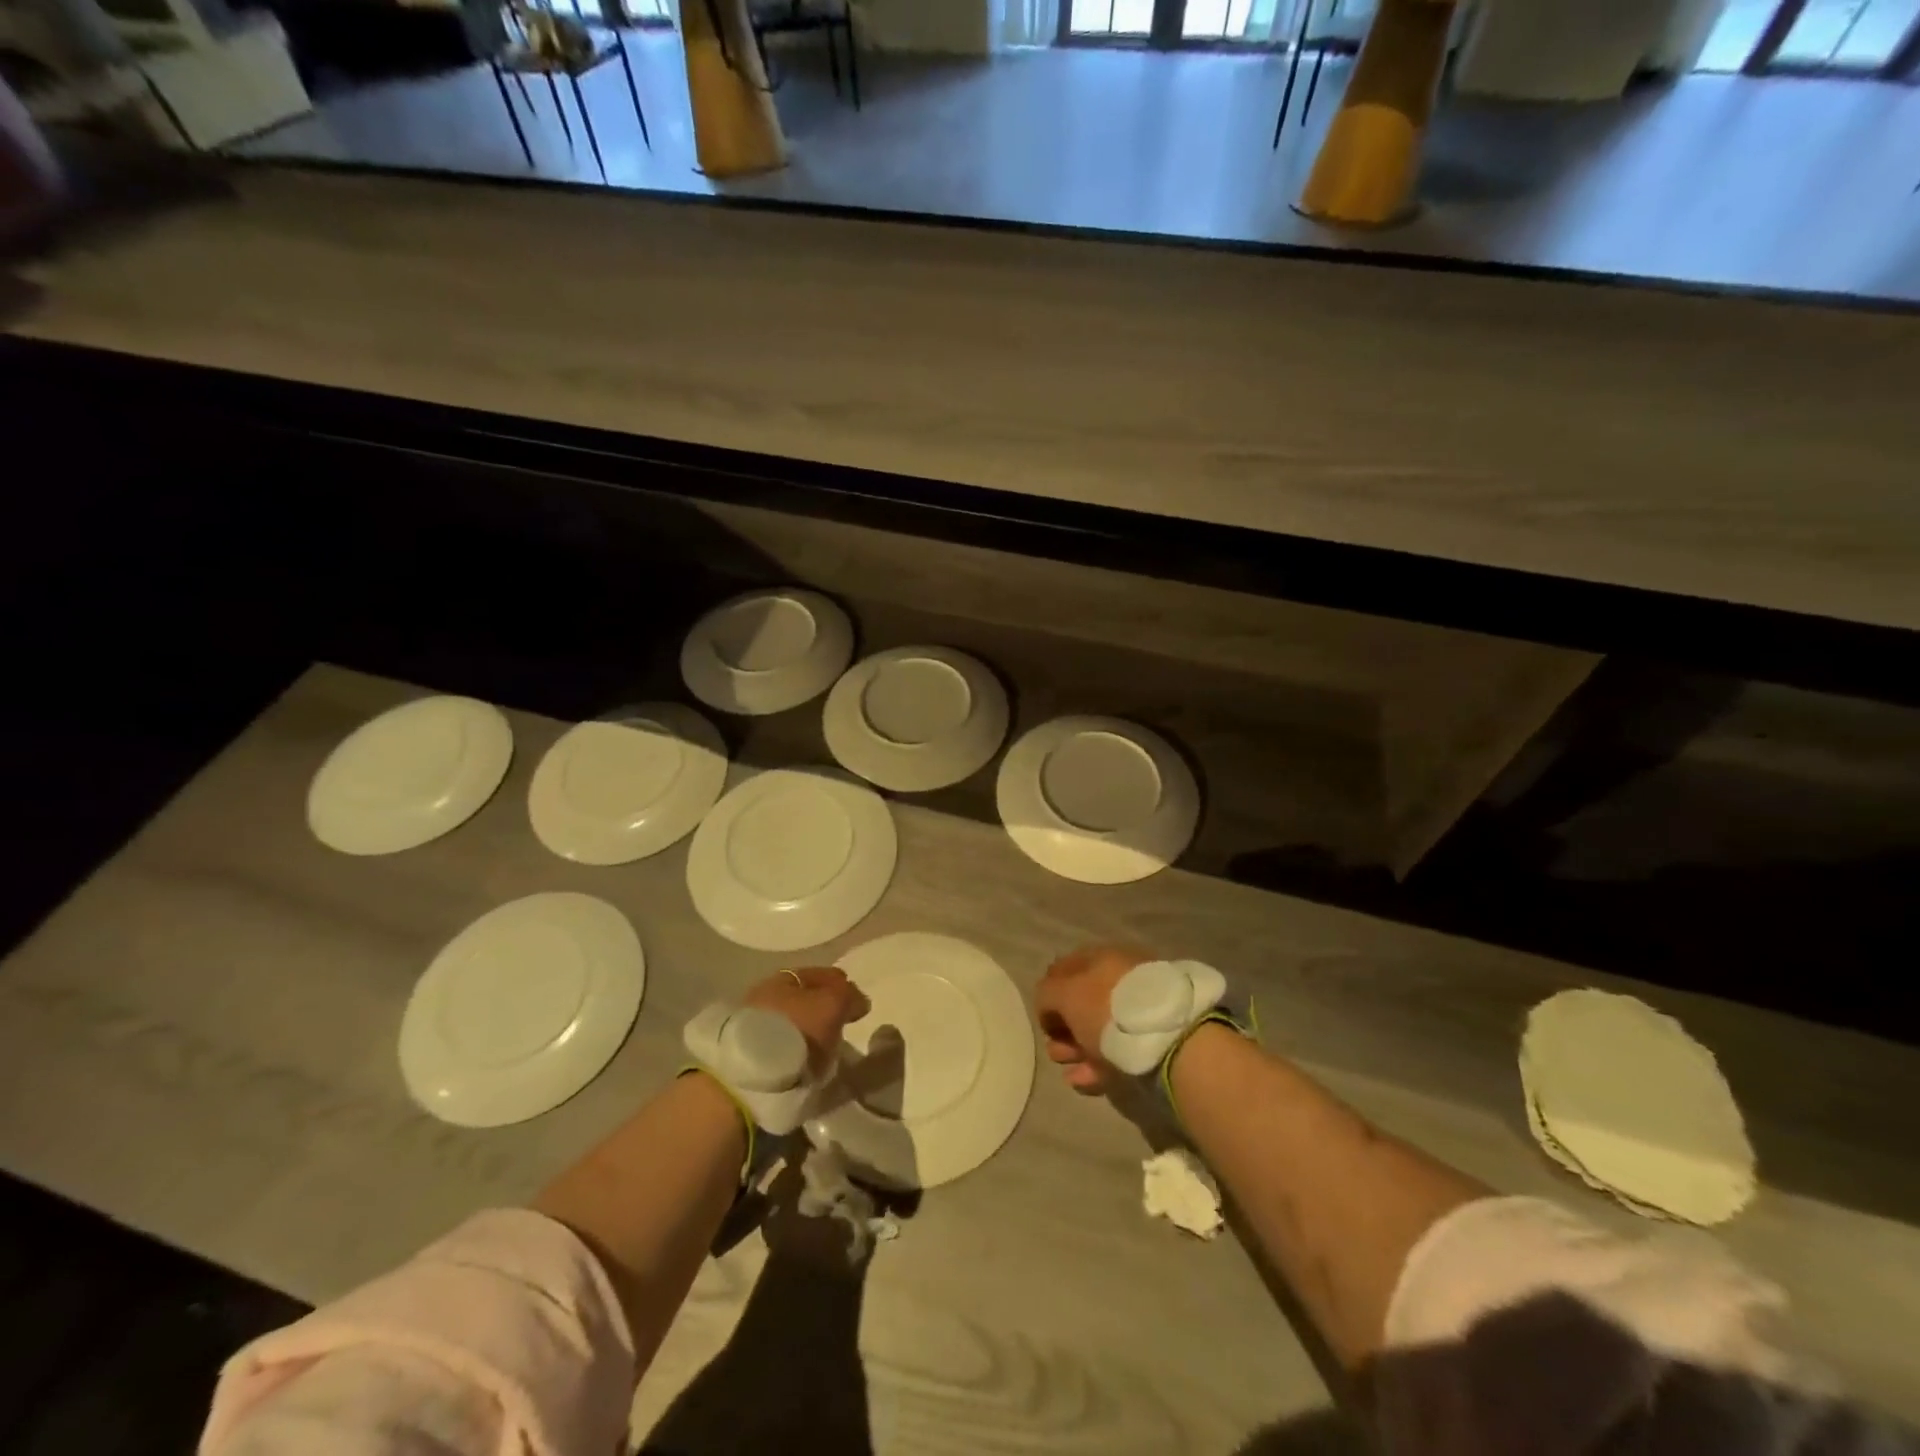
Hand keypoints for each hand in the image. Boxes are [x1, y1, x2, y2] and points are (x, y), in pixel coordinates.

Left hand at [743, 966, 869, 1074]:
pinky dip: (796, 1049)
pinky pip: (782, 1044)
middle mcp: (765, 995)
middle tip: (841, 1023)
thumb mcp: (832, 1004)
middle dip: (822, 1007)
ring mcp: (753, 1026)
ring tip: (825, 1047)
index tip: (855, 1002)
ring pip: (792, 1022)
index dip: (840, 985)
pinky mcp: (748, 1055)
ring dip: (808, 1030)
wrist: (751, 1077)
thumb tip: (859, 1000)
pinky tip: (806, 1060)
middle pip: (803, 998)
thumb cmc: (796, 1030)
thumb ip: (849, 996)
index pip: (819, 974)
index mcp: (782, 977)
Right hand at [1035, 944, 1153, 1093]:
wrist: (1168, 1039)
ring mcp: (1139, 1010)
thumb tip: (1048, 1004)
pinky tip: (1082, 1079)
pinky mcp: (1151, 1041)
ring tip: (1066, 1066)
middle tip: (1054, 1047)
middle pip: (1083, 1001)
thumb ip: (1047, 994)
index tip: (1043, 1017)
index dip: (1049, 990)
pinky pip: (1116, 1051)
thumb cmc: (1108, 1007)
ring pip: (1099, 1028)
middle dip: (1063, 1026)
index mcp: (1103, 957)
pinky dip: (1096, 1064)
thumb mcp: (1065, 994)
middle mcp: (1120, 978)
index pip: (1067, 968)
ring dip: (1076, 1047)